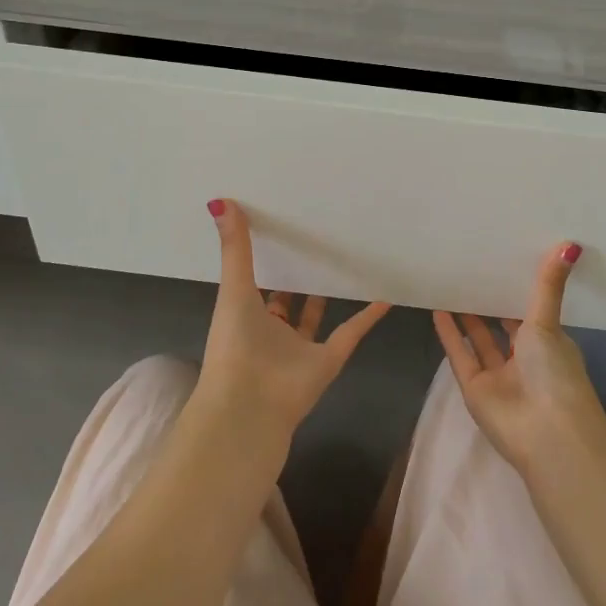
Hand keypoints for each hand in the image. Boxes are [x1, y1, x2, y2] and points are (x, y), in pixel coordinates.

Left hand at [197, 199, 390, 439]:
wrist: (248, 405)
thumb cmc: (234, 344)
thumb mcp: (234, 288)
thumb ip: (235, 248)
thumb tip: (220, 200)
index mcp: (246, 315)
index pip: (257, 284)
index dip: (266, 261)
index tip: (279, 230)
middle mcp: (272, 331)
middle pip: (287, 300)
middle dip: (297, 277)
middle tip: (316, 241)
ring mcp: (301, 348)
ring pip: (316, 316)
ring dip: (328, 294)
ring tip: (346, 261)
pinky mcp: (328, 361)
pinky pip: (351, 332)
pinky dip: (368, 316)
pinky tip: (385, 295)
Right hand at [434, 242, 605, 477]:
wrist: (546, 433)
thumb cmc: (554, 373)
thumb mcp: (549, 323)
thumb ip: (548, 286)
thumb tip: (571, 243)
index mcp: (549, 344)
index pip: (531, 312)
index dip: (517, 289)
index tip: (503, 259)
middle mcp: (524, 359)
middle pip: (503, 326)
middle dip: (489, 301)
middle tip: (471, 266)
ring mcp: (498, 376)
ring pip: (480, 340)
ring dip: (466, 316)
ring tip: (450, 283)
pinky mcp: (475, 389)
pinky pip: (460, 355)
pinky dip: (449, 335)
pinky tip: (436, 309)